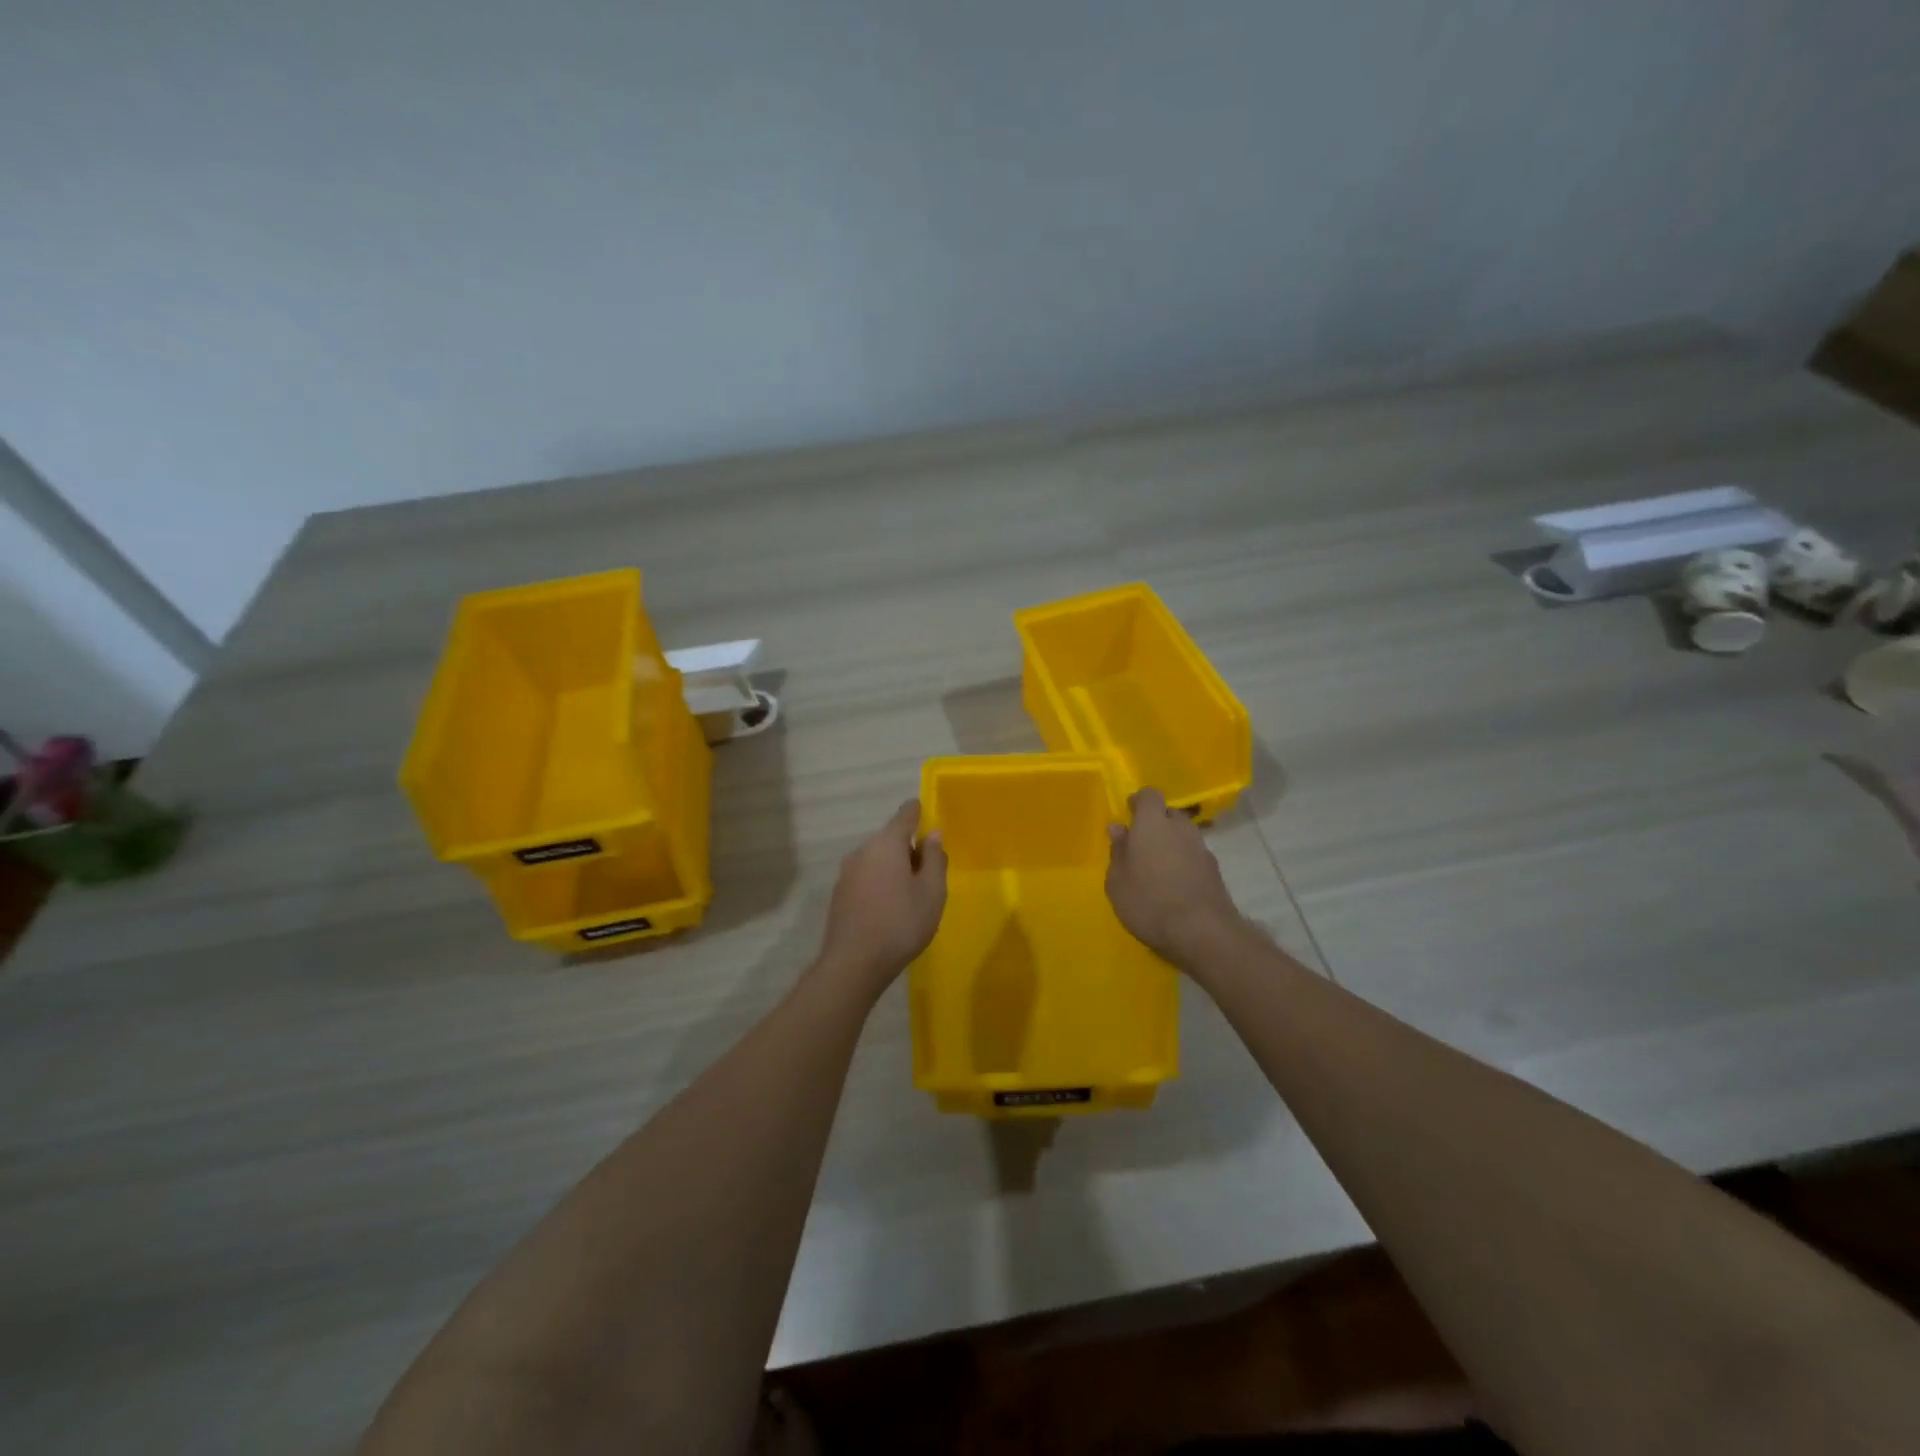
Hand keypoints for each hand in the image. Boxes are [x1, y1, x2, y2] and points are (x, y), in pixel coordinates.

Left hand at [817, 800, 946, 997]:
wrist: (853, 964)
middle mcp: (862, 850)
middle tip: (929, 875)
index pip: (905, 814)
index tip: (932, 821)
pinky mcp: (839, 893)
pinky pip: (866, 877)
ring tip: (911, 896)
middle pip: (891, 838)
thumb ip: (934, 859)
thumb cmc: (900, 924)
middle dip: (910, 848)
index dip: (920, 812)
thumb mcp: (931, 892)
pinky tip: (889, 909)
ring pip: (877, 859)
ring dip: (894, 868)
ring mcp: (847, 872)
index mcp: (886, 844)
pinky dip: (880, 883)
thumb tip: (933, 833)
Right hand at [1106, 788, 1242, 965]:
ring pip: (1184, 835)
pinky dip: (1184, 863)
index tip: (1129, 815)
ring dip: (1172, 844)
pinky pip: (1194, 856)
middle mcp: (1180, 829)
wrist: (1202, 932)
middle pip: (1169, 814)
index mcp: (1153, 824)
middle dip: (1156, 823)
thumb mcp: (1118, 881)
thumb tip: (1118, 828)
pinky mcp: (1215, 871)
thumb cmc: (1149, 902)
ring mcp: (1202, 849)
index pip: (1149, 795)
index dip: (1139, 802)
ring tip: (1158, 869)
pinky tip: (1175, 885)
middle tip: (1141, 846)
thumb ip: (1118, 851)